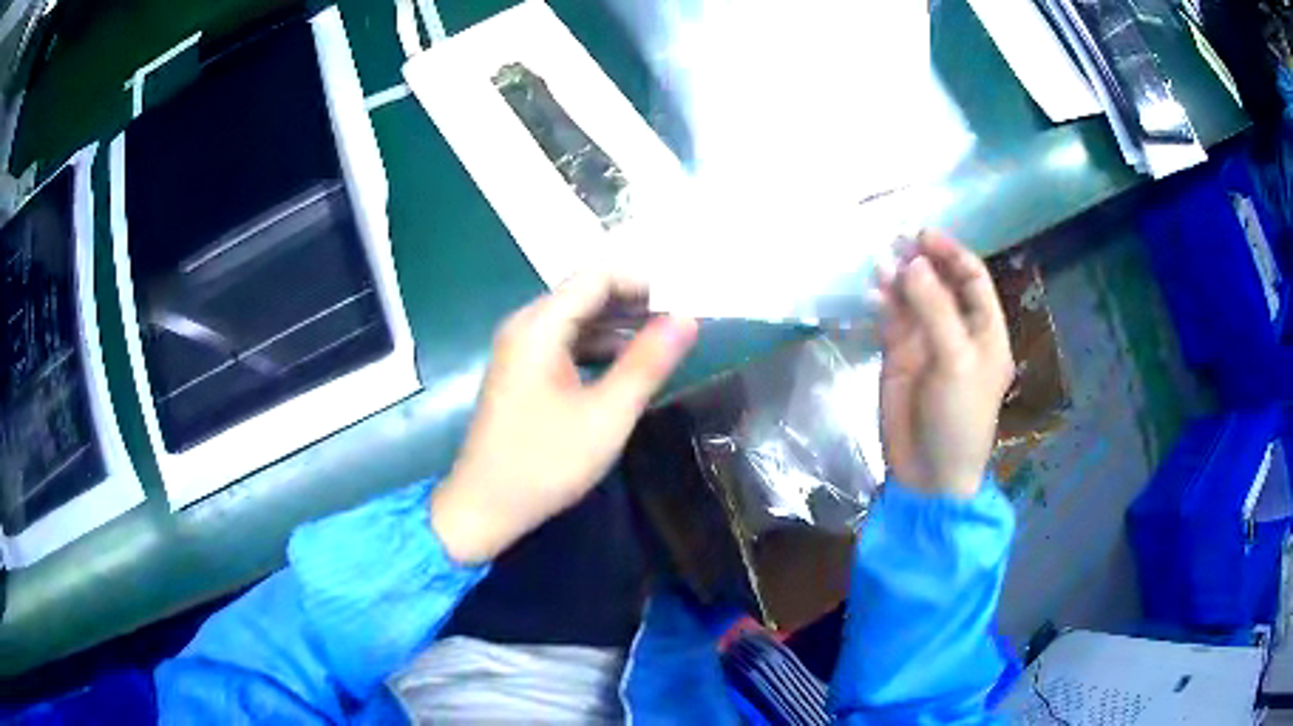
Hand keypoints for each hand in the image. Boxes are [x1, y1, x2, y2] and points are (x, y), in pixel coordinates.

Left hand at [431, 274, 698, 563]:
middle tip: (683, 320)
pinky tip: (628, 363)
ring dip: (620, 324)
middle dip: (635, 302)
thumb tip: (687, 319)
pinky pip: (567, 342)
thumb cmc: (545, 463)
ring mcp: (521, 348)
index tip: (685, 301)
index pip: (598, 277)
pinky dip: (599, 346)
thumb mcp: (606, 415)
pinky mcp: (523, 370)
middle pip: (586, 293)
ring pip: (578, 318)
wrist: (484, 506)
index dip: (644, 282)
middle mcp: (526, 326)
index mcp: (539, 326)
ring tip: (666, 339)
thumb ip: (647, 363)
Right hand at [877, 231, 1013, 498]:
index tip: (924, 236)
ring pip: (913, 298)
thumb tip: (911, 263)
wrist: (929, 473)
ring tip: (880, 265)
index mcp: (985, 331)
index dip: (952, 254)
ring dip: (899, 279)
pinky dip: (883, 304)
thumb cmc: (959, 418)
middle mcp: (958, 330)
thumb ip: (935, 310)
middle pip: (941, 283)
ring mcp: (927, 343)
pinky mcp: (900, 357)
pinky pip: (892, 320)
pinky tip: (873, 294)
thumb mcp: (956, 362)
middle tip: (896, 242)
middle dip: (922, 261)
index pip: (973, 280)